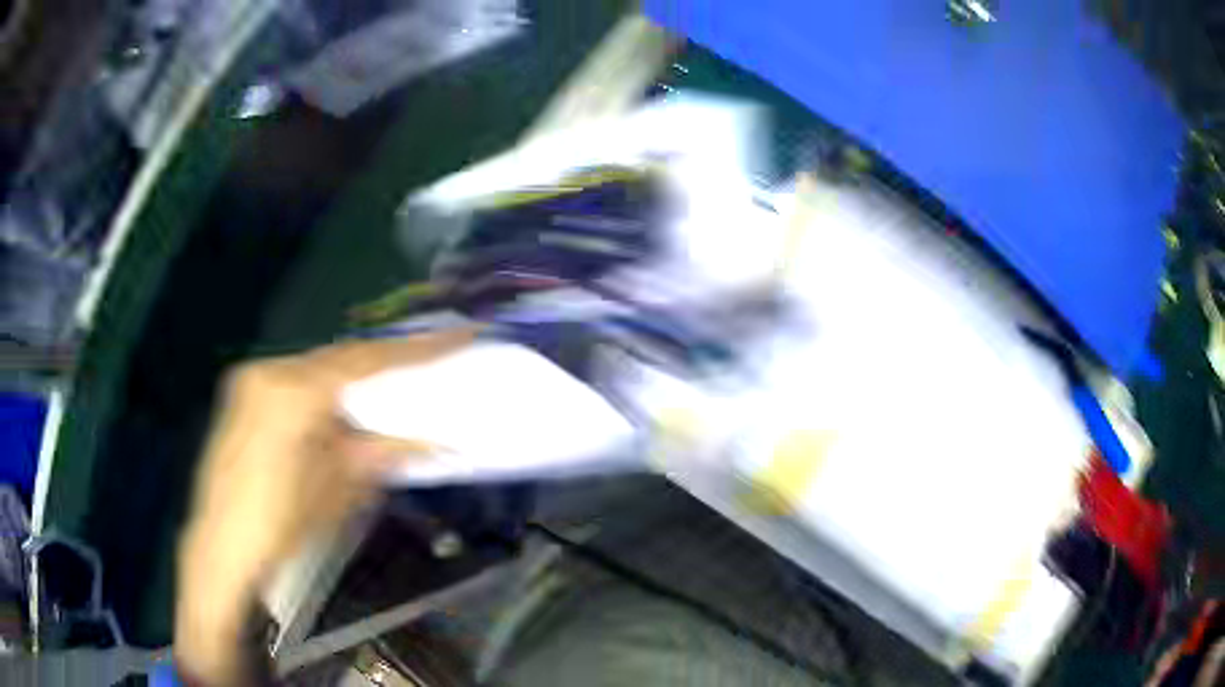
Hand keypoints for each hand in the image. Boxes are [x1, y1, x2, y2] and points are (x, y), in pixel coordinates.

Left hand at [174, 329, 474, 684]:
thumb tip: (435, 441)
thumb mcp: (336, 493)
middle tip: (431, 357)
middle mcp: (270, 372)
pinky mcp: (245, 396)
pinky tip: (349, 401)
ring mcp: (252, 381)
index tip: (462, 336)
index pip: (365, 362)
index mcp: (292, 393)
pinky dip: (329, 387)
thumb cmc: (277, 527)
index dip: (416, 351)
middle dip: (386, 361)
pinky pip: (297, 380)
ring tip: (397, 379)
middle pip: (341, 358)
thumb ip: (381, 454)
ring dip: (357, 375)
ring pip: (319, 367)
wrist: (219, 551)